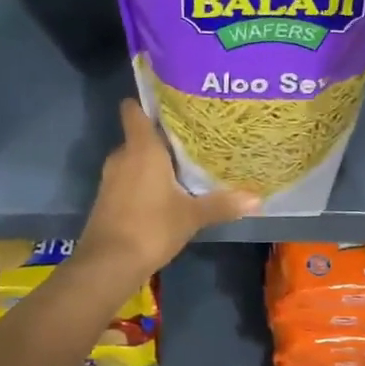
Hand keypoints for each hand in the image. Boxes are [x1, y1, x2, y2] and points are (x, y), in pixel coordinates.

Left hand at [77, 100, 258, 279]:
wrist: (108, 264)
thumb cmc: (151, 227)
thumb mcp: (192, 216)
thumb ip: (222, 204)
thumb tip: (257, 198)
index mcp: (141, 148)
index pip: (134, 110)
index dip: (148, 102)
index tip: (170, 101)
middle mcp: (122, 156)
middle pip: (139, 135)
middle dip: (161, 137)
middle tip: (192, 137)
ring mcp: (110, 178)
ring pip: (134, 159)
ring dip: (152, 161)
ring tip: (183, 164)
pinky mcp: (107, 198)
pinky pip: (128, 178)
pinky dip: (143, 180)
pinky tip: (165, 192)